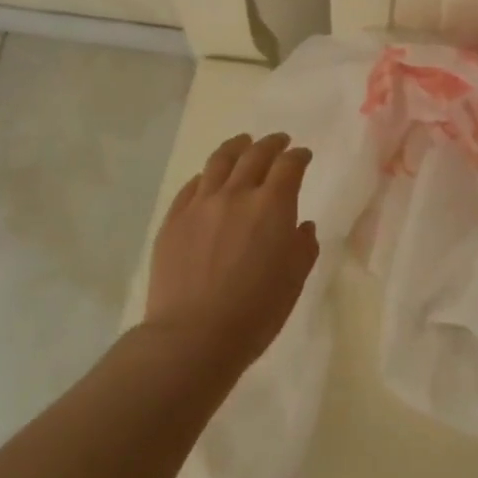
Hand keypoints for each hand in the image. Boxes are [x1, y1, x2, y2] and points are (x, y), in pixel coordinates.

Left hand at [146, 131, 320, 370]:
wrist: (193, 336)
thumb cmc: (255, 312)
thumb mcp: (294, 281)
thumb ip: (303, 247)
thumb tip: (301, 226)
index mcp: (272, 205)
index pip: (289, 166)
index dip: (298, 156)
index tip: (303, 155)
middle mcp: (236, 194)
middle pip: (255, 155)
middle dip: (271, 144)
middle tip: (279, 141)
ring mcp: (200, 204)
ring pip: (219, 161)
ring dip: (236, 147)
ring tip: (242, 143)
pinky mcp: (174, 220)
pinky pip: (192, 186)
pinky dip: (206, 176)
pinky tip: (209, 179)